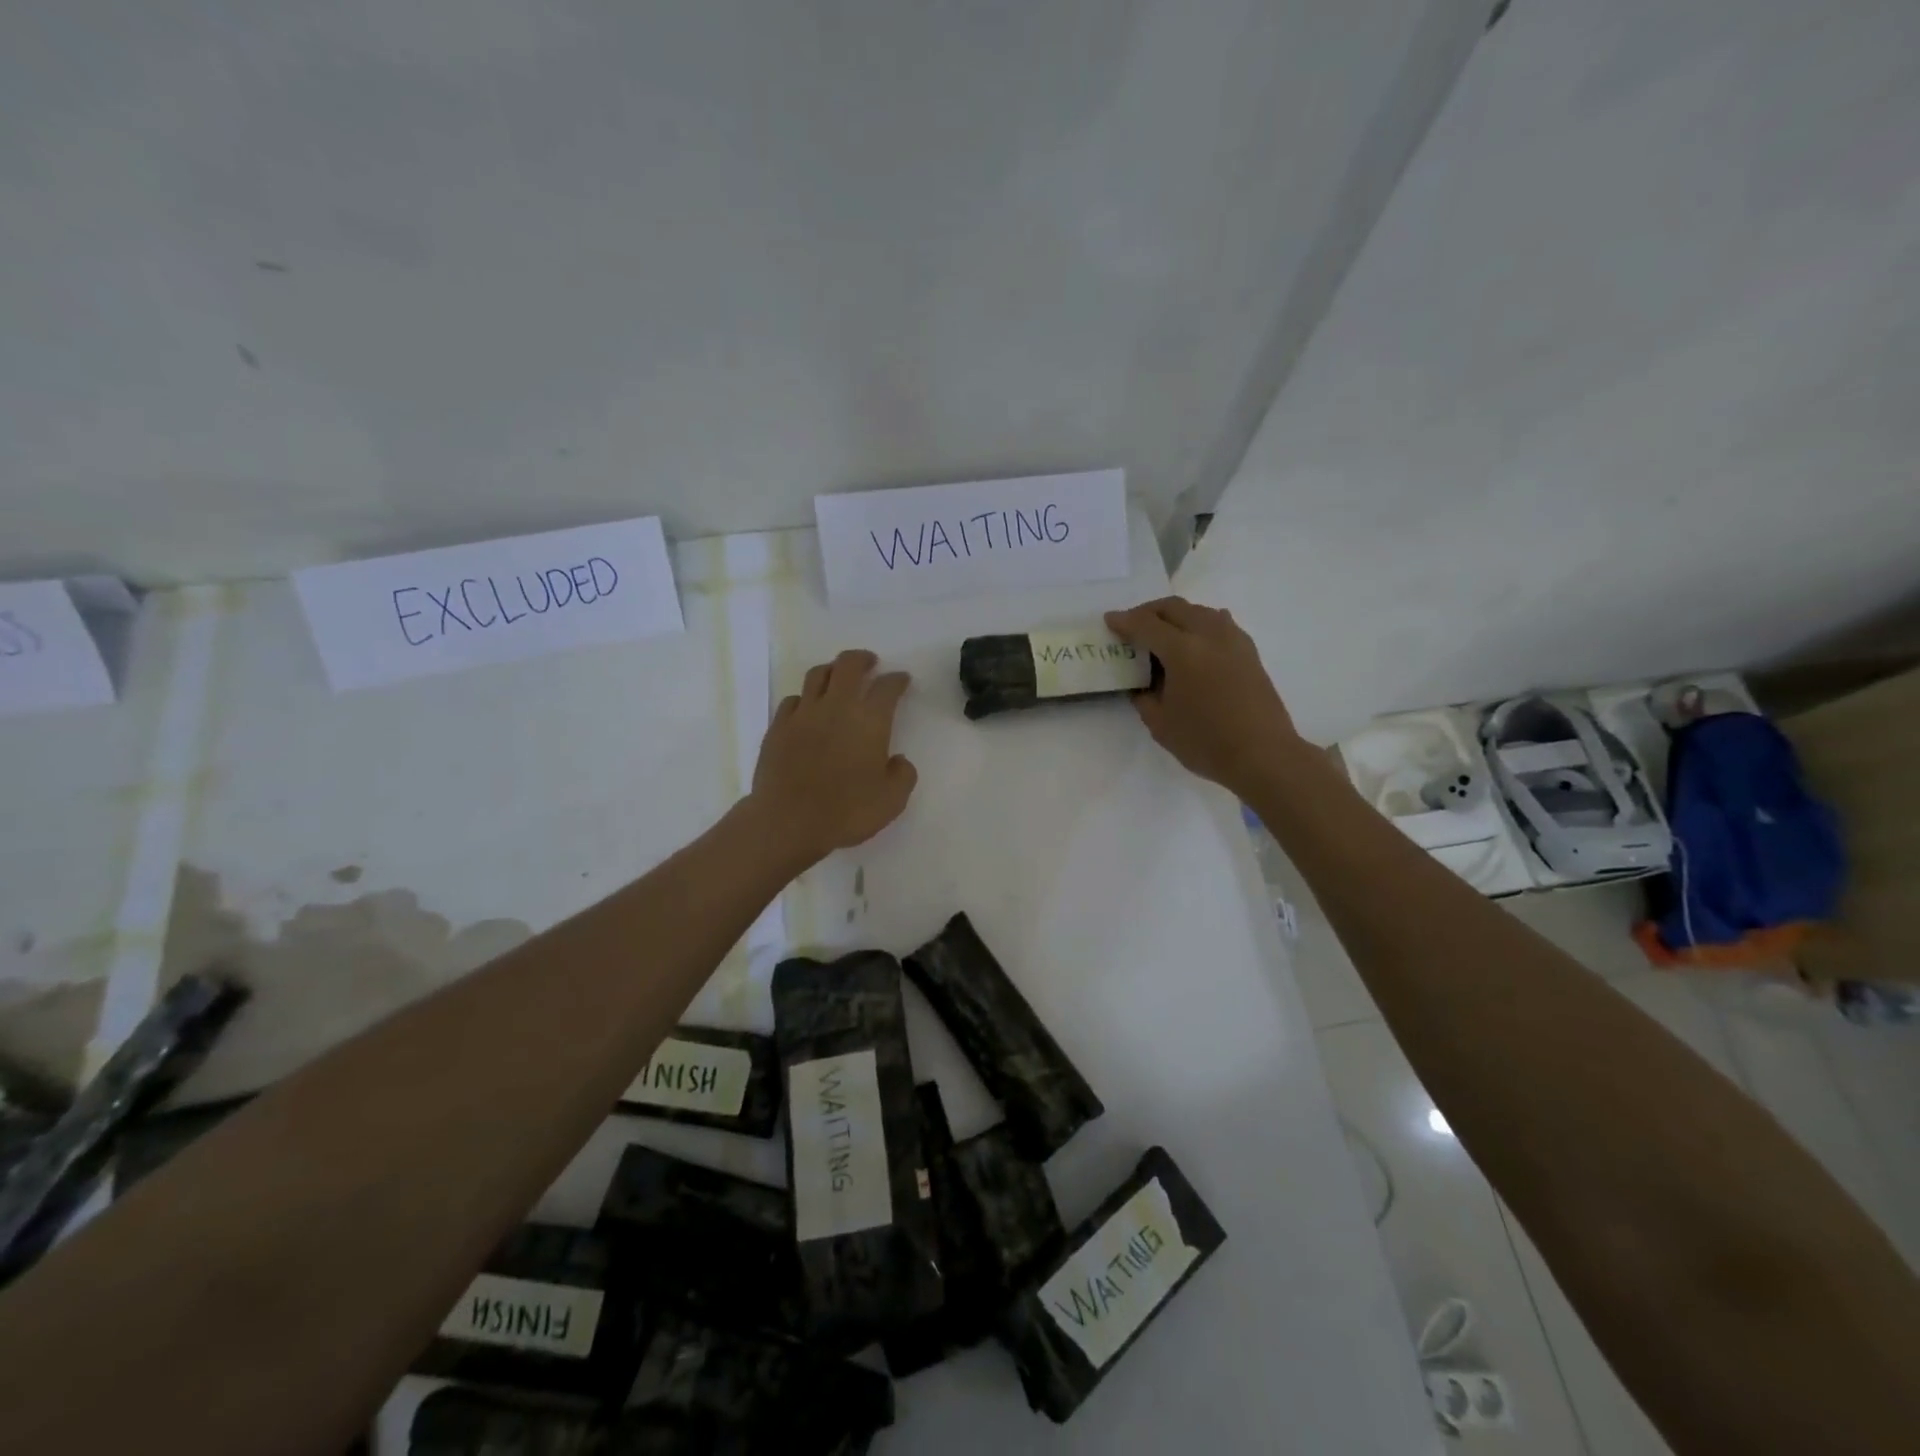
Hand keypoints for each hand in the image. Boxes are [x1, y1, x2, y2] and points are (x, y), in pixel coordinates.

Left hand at [751, 650, 918, 864]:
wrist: (788, 822)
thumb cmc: (846, 812)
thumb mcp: (892, 801)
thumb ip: (902, 775)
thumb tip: (898, 760)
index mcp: (869, 720)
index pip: (887, 687)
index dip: (897, 680)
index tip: (902, 680)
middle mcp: (836, 707)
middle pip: (848, 665)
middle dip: (863, 659)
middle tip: (870, 663)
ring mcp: (803, 714)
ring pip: (817, 675)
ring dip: (832, 670)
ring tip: (839, 677)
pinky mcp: (778, 727)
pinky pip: (793, 699)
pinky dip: (805, 698)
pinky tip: (808, 709)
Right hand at [1105, 597, 1302, 795]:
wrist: (1264, 755)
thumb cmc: (1206, 742)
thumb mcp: (1160, 724)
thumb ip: (1144, 697)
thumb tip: (1142, 684)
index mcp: (1183, 651)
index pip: (1146, 625)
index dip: (1124, 621)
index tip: (1110, 620)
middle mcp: (1209, 635)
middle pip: (1174, 608)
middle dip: (1148, 612)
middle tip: (1132, 624)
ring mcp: (1233, 640)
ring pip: (1199, 611)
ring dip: (1176, 615)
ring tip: (1162, 633)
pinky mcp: (1249, 651)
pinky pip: (1219, 623)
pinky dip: (1199, 624)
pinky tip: (1195, 640)